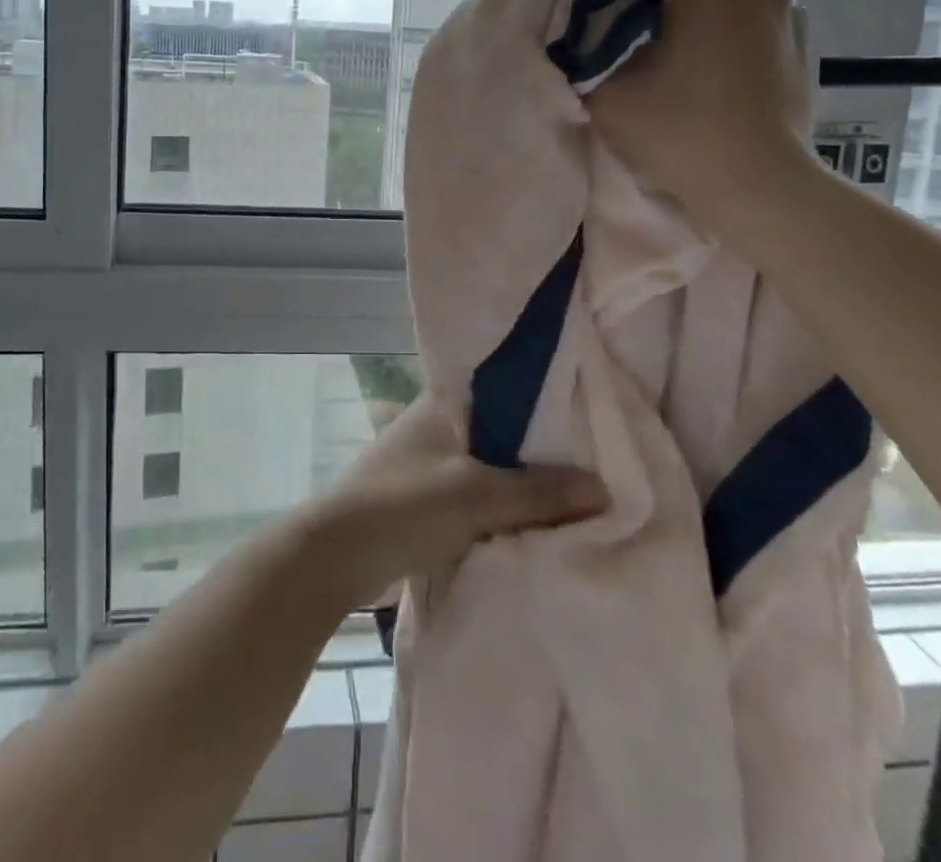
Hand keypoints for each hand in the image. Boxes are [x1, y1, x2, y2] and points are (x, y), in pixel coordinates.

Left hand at [301, 399, 606, 608]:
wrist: (336, 555)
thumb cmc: (405, 505)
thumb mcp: (477, 496)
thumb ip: (539, 492)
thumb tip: (604, 490)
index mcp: (443, 401)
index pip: (503, 384)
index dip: (544, 395)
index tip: (588, 408)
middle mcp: (436, 422)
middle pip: (502, 429)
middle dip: (541, 447)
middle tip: (597, 458)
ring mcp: (428, 461)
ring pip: (490, 464)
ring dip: (522, 481)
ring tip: (577, 491)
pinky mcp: (425, 498)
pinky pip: (476, 494)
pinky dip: (502, 505)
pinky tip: (536, 520)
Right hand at [584, 0, 815, 227]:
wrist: (760, 188)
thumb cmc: (680, 134)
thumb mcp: (605, 93)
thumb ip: (581, 50)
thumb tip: (573, 29)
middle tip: (609, 21)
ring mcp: (784, 9)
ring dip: (679, 5)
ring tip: (654, 46)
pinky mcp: (798, 40)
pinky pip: (744, 15)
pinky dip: (716, 26)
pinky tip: (700, 66)